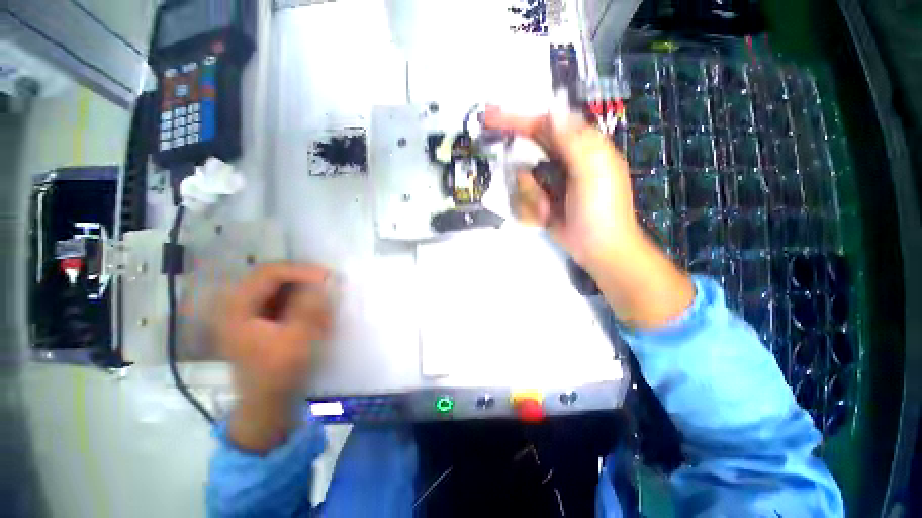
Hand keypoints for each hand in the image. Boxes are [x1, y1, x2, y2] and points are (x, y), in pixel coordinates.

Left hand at [211, 263, 330, 450]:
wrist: (267, 402)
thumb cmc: (279, 373)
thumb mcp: (297, 340)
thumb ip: (311, 307)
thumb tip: (326, 280)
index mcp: (237, 308)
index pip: (269, 273)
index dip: (300, 271)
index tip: (328, 277)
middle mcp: (238, 304)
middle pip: (272, 276)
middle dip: (303, 277)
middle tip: (328, 282)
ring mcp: (248, 311)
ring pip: (279, 286)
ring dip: (303, 287)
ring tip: (323, 295)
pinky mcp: (260, 318)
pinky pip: (282, 297)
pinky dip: (301, 298)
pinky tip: (315, 308)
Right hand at [484, 107, 641, 269]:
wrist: (598, 249)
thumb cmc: (601, 209)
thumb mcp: (591, 172)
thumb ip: (572, 141)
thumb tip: (553, 110)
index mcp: (579, 147)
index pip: (544, 125)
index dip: (517, 120)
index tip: (490, 118)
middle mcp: (562, 161)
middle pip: (528, 154)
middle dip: (519, 168)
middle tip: (513, 175)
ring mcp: (550, 184)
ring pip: (522, 181)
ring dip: (530, 198)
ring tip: (547, 212)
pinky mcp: (542, 202)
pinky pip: (523, 200)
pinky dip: (530, 211)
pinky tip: (545, 219)